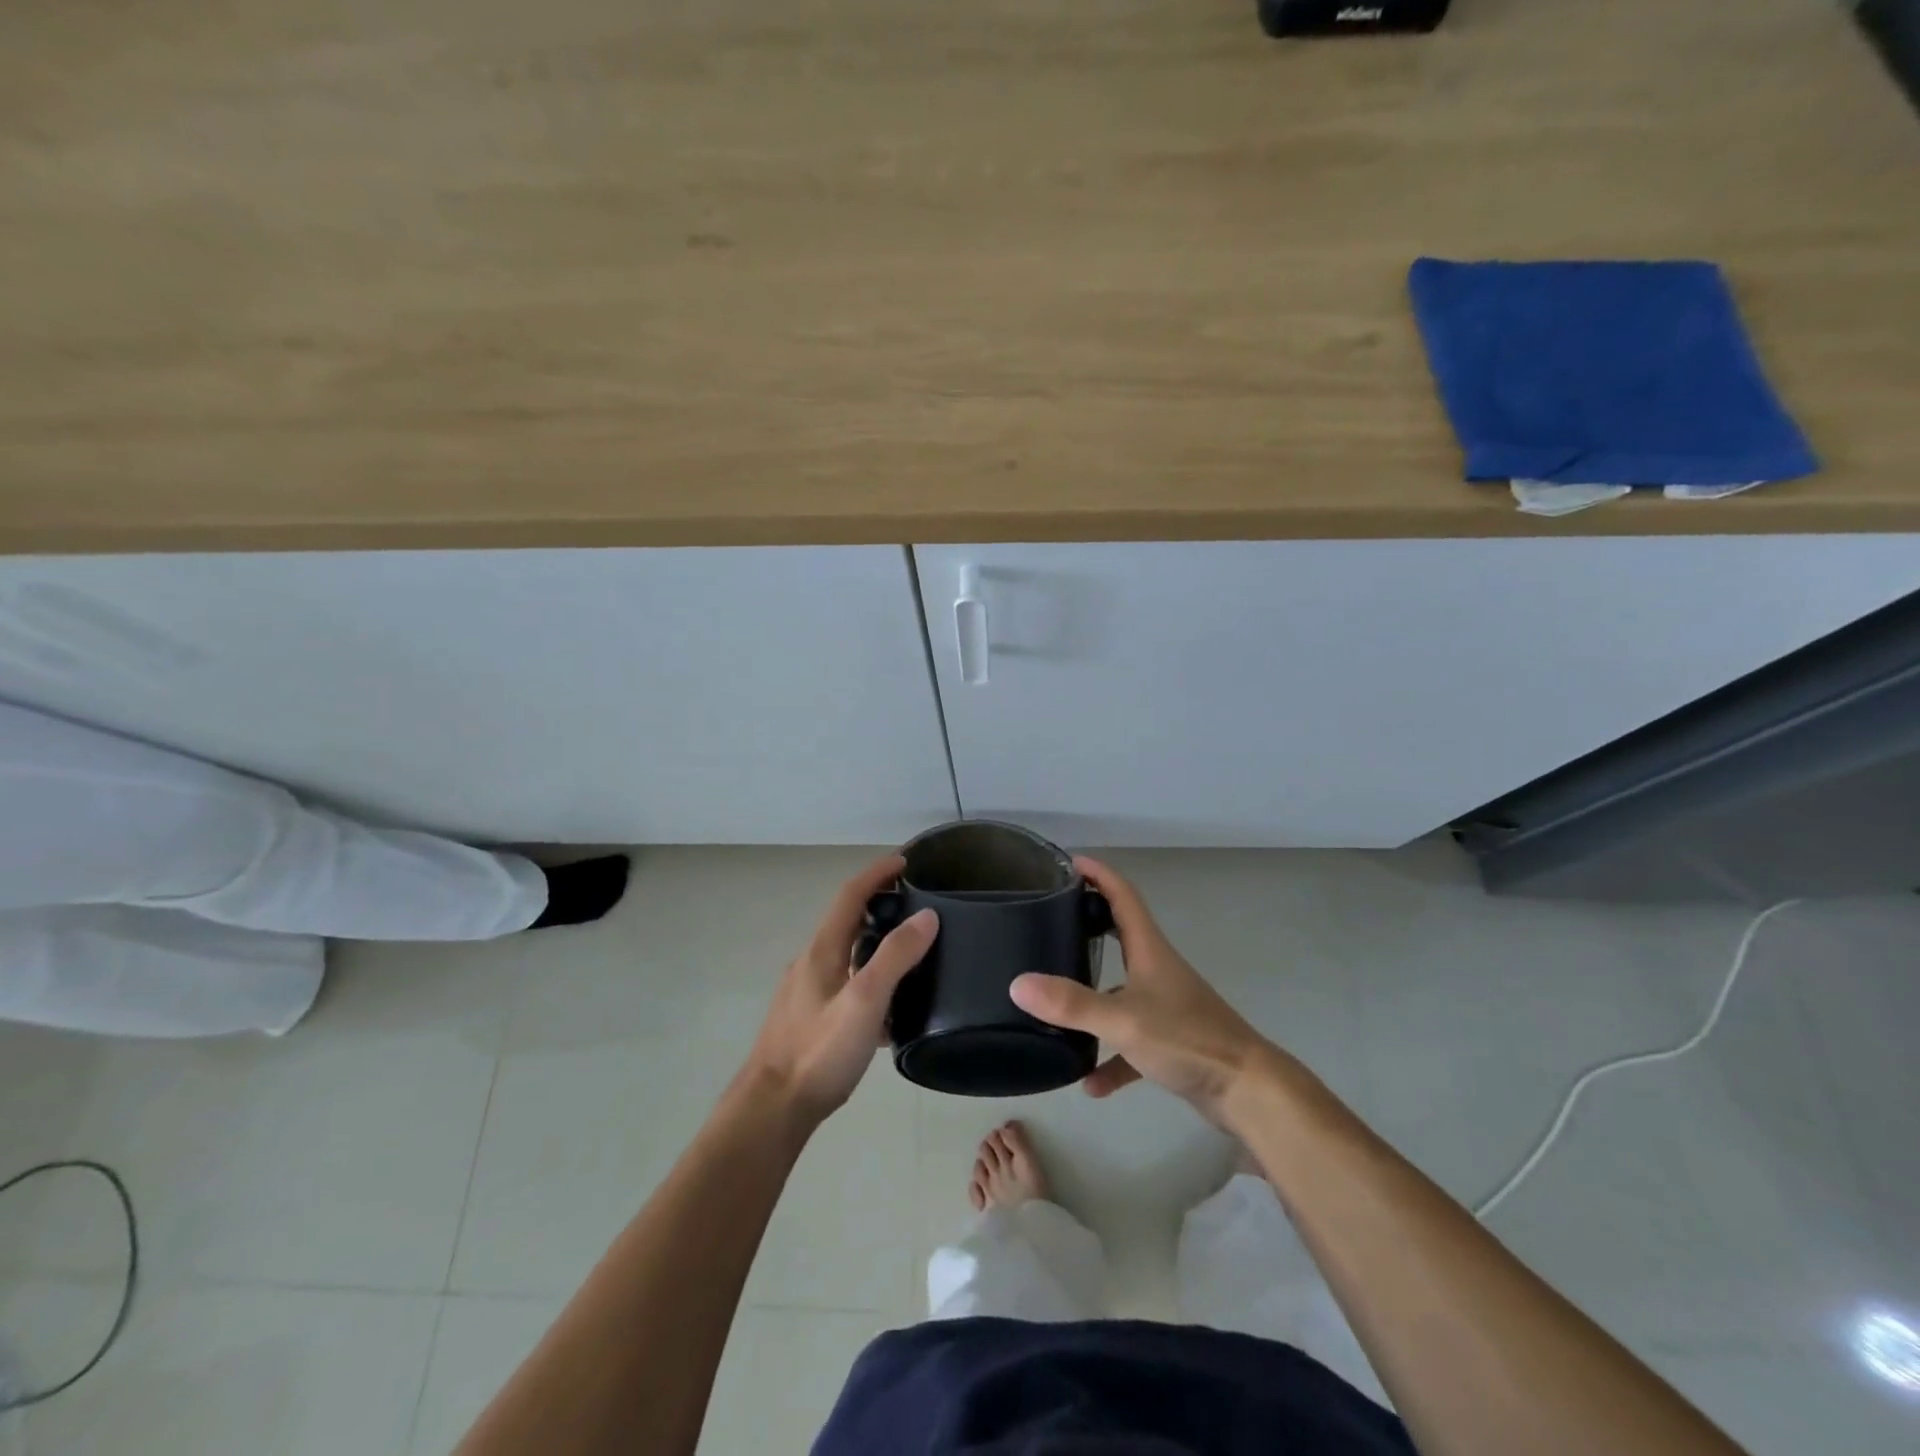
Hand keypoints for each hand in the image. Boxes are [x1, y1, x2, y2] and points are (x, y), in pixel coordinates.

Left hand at [743, 854, 936, 1122]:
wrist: (772, 1108)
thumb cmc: (819, 1051)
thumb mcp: (866, 1000)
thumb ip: (896, 956)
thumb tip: (927, 915)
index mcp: (822, 950)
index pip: (850, 895)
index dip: (877, 873)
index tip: (905, 861)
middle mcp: (811, 963)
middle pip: (847, 922)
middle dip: (879, 905)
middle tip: (915, 907)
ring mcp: (807, 992)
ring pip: (847, 956)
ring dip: (876, 945)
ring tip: (912, 957)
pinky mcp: (808, 1020)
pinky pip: (845, 986)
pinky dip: (869, 981)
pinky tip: (890, 1012)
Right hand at [1010, 858, 1284, 1124]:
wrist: (1247, 1091)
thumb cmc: (1187, 1039)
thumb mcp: (1122, 1020)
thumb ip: (1071, 1003)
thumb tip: (1017, 984)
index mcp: (1149, 950)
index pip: (1122, 896)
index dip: (1098, 874)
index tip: (1070, 862)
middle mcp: (1157, 970)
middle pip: (1120, 935)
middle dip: (1089, 924)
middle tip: (1052, 920)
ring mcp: (1166, 1006)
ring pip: (1121, 990)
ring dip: (1093, 995)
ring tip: (1056, 999)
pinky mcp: (1171, 1041)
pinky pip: (1131, 1042)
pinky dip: (1111, 1057)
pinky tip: (1090, 1082)